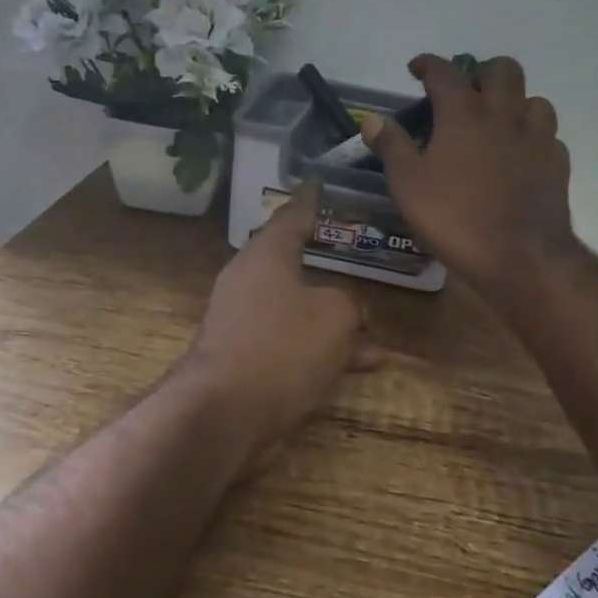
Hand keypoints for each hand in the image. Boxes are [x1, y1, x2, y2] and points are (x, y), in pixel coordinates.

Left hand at [178, 178, 384, 464]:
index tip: (318, 183)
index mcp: (266, 256)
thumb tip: (348, 310)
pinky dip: (323, 349)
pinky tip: (364, 365)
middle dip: (323, 261)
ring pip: (298, 309)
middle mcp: (250, 282)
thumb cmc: (283, 346)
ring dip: (334, 319)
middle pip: (291, 262)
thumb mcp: (335, 316)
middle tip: (348, 249)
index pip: (292, 216)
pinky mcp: (246, 359)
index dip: (311, 200)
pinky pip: (293, 343)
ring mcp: (245, 322)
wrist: (224, 413)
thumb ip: (348, 304)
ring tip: (373, 329)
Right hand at [361, 55, 578, 301]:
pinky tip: (521, 156)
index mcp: (464, 113)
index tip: (417, 68)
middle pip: (502, 70)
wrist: (521, 256)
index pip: (445, 72)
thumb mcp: (408, 185)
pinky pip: (548, 136)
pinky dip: (532, 137)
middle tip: (465, 92)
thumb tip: (373, 119)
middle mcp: (504, 115)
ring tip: (497, 123)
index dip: (428, 64)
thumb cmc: (456, 218)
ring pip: (534, 99)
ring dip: (514, 103)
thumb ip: (392, 147)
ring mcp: (537, 138)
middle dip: (481, 71)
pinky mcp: (557, 163)